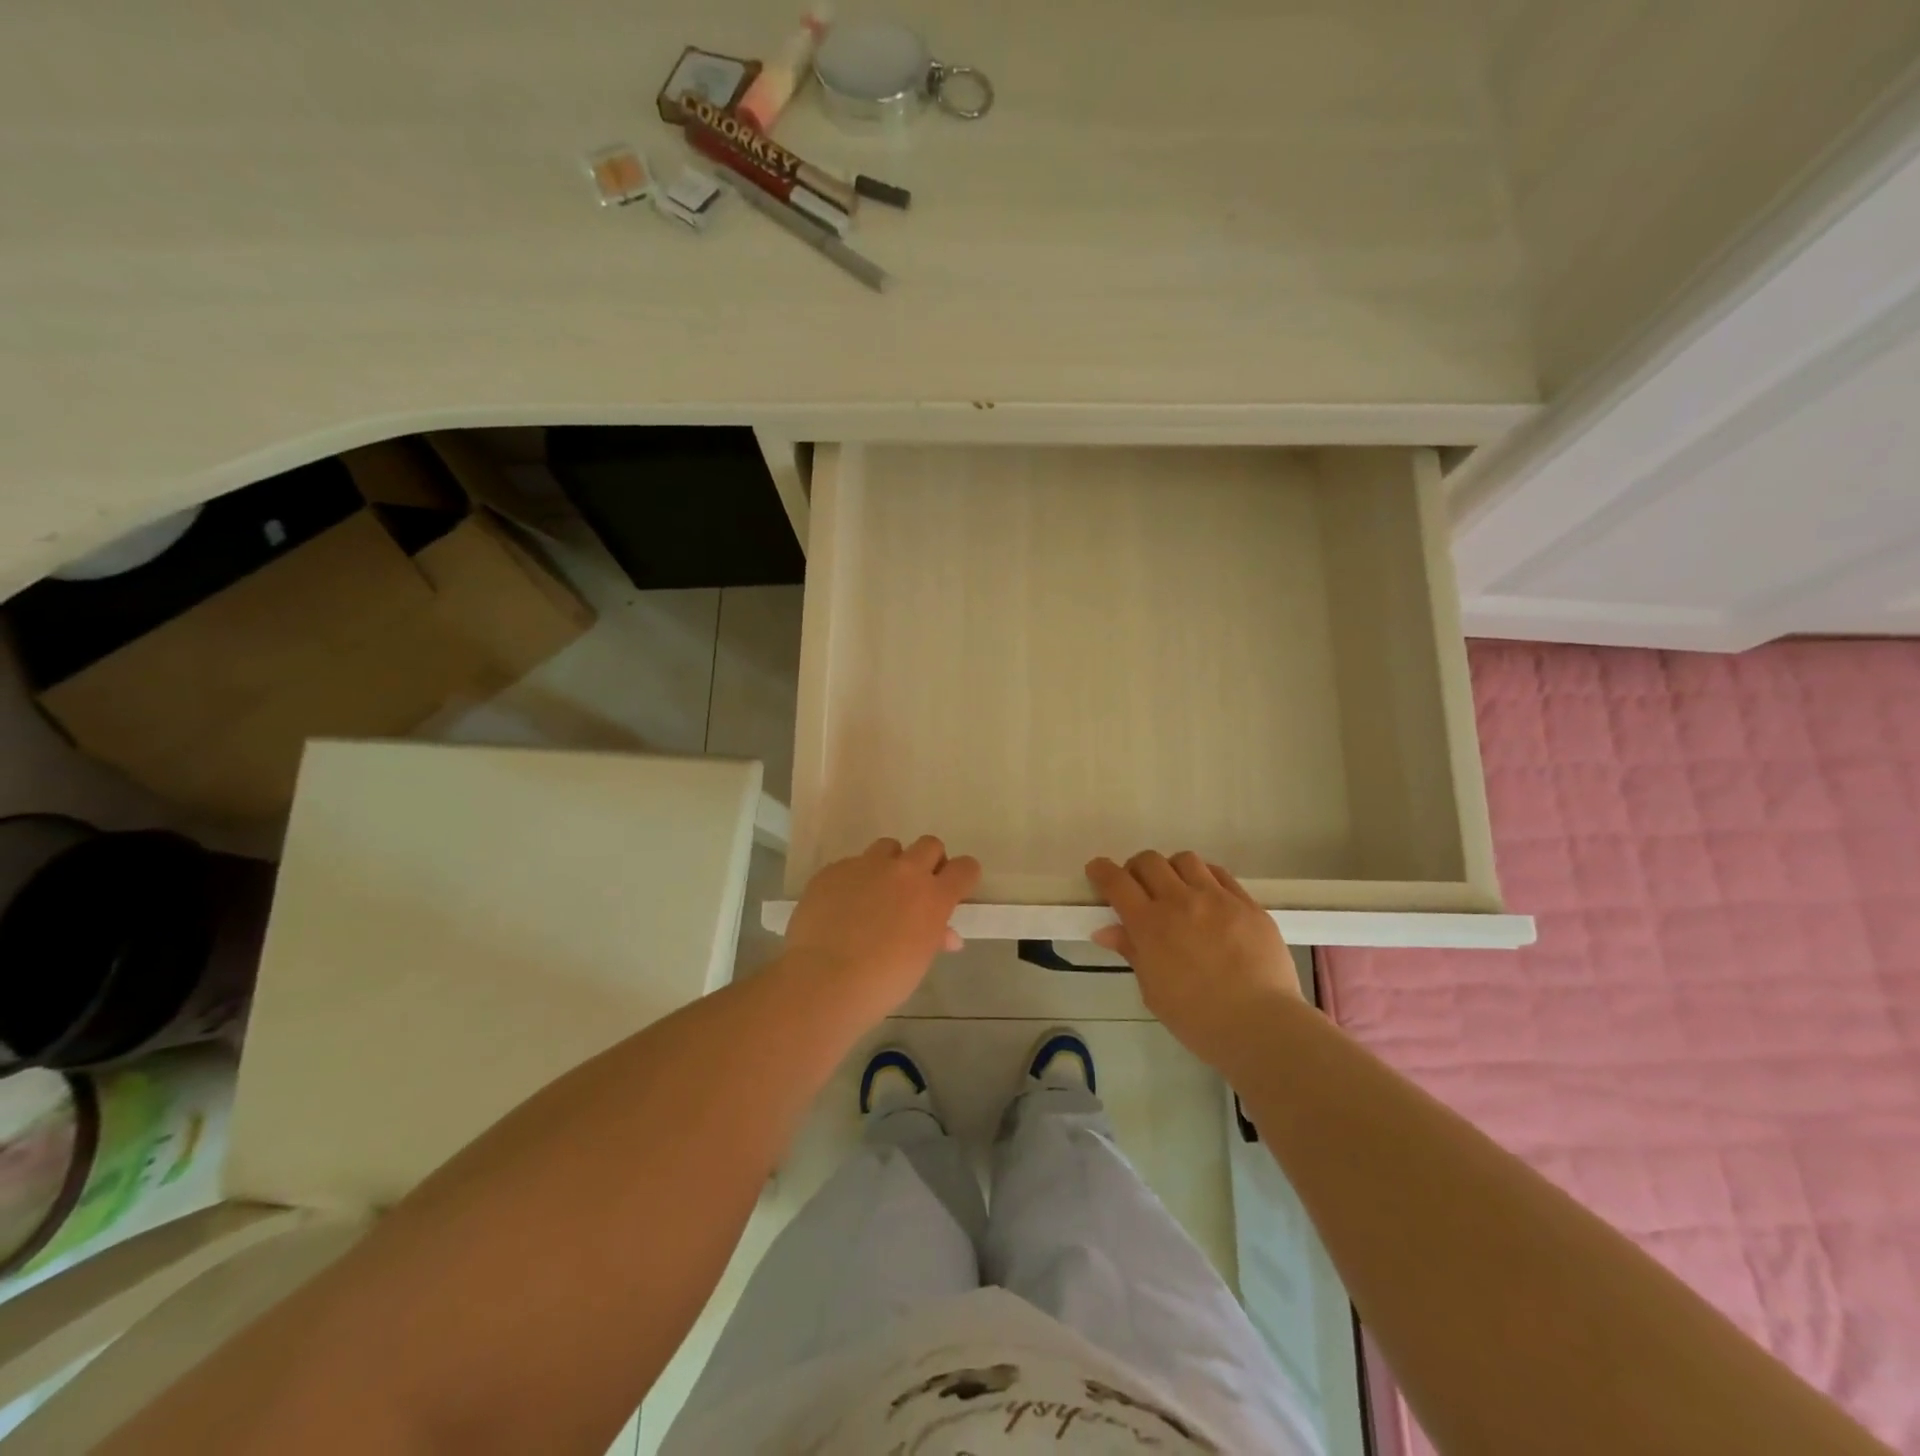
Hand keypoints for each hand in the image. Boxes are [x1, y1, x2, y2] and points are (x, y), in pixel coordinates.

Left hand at [784, 836, 980, 1022]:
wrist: (824, 979)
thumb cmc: (882, 981)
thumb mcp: (918, 962)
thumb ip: (934, 938)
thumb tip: (946, 935)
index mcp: (933, 897)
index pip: (964, 868)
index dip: (962, 875)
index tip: (954, 888)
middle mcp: (904, 872)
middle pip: (929, 845)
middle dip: (928, 861)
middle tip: (916, 888)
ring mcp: (866, 866)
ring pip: (888, 847)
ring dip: (889, 864)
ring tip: (876, 893)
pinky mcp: (834, 869)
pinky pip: (851, 865)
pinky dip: (853, 881)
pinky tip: (841, 907)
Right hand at [1087, 851, 1302, 1064]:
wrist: (1261, 1026)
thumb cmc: (1198, 1019)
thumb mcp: (1153, 991)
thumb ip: (1132, 952)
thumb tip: (1107, 930)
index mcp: (1150, 925)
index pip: (1116, 882)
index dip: (1101, 871)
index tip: (1097, 871)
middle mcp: (1180, 901)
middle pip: (1149, 861)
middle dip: (1136, 869)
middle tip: (1139, 888)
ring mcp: (1217, 898)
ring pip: (1185, 860)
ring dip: (1172, 870)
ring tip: (1177, 890)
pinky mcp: (1248, 903)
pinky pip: (1220, 874)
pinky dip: (1205, 878)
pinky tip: (1208, 898)